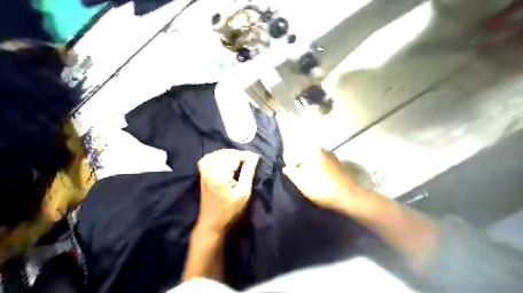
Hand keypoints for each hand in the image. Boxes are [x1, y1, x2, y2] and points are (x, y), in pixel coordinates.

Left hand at [196, 149, 259, 233]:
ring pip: (215, 154)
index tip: (255, 158)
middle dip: (238, 153)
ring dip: (228, 154)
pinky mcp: (202, 175)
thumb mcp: (244, 193)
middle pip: (224, 153)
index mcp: (221, 176)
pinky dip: (215, 156)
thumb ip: (248, 173)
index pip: (233, 156)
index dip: (246, 155)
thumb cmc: (230, 210)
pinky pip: (206, 159)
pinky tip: (223, 160)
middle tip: (248, 160)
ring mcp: (204, 173)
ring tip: (238, 160)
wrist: (212, 223)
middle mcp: (210, 171)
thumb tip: (255, 157)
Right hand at [284, 148, 364, 215]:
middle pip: (308, 162)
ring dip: (315, 175)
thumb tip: (285, 168)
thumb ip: (290, 172)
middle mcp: (326, 151)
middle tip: (304, 186)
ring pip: (318, 167)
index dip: (293, 172)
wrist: (348, 198)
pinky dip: (324, 177)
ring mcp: (336, 159)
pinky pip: (328, 171)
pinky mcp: (343, 169)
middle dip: (305, 172)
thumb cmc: (321, 187)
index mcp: (314, 150)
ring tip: (315, 188)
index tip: (296, 183)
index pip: (297, 159)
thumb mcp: (300, 180)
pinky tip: (325, 187)